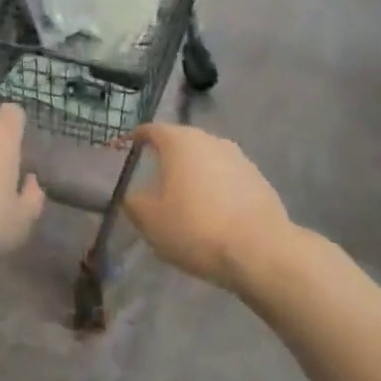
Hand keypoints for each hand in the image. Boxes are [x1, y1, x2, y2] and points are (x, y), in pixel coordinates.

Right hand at [125, 123, 289, 293]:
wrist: (260, 250)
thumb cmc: (195, 228)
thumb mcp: (149, 220)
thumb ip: (132, 201)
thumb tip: (129, 193)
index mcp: (180, 141)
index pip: (149, 130)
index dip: (132, 140)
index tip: (120, 153)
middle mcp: (210, 139)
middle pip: (180, 142)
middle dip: (164, 158)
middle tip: (150, 180)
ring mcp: (238, 157)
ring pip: (205, 159)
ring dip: (191, 174)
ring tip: (182, 200)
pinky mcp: (258, 178)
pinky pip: (226, 177)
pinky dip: (214, 188)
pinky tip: (211, 212)